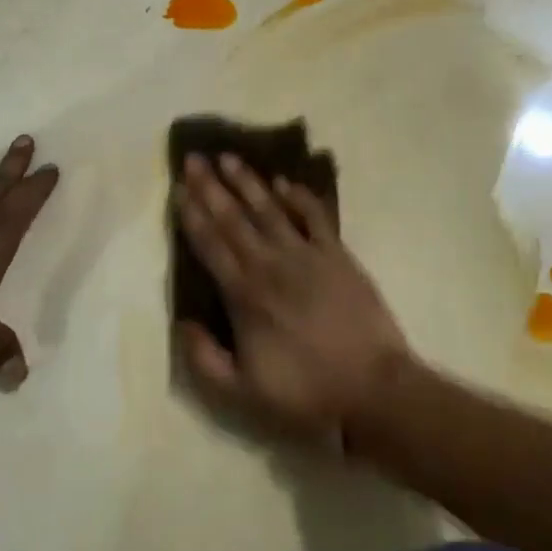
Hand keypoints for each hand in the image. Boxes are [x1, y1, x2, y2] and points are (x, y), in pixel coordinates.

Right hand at [173, 152, 408, 443]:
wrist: (372, 388)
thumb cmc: (305, 392)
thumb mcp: (242, 393)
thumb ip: (204, 359)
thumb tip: (181, 322)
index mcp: (245, 295)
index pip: (211, 245)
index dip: (192, 215)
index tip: (179, 187)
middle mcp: (270, 265)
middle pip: (234, 219)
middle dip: (211, 187)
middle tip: (195, 158)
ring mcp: (306, 255)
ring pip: (269, 210)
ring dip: (248, 182)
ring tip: (229, 157)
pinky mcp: (337, 255)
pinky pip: (314, 217)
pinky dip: (298, 197)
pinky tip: (283, 181)